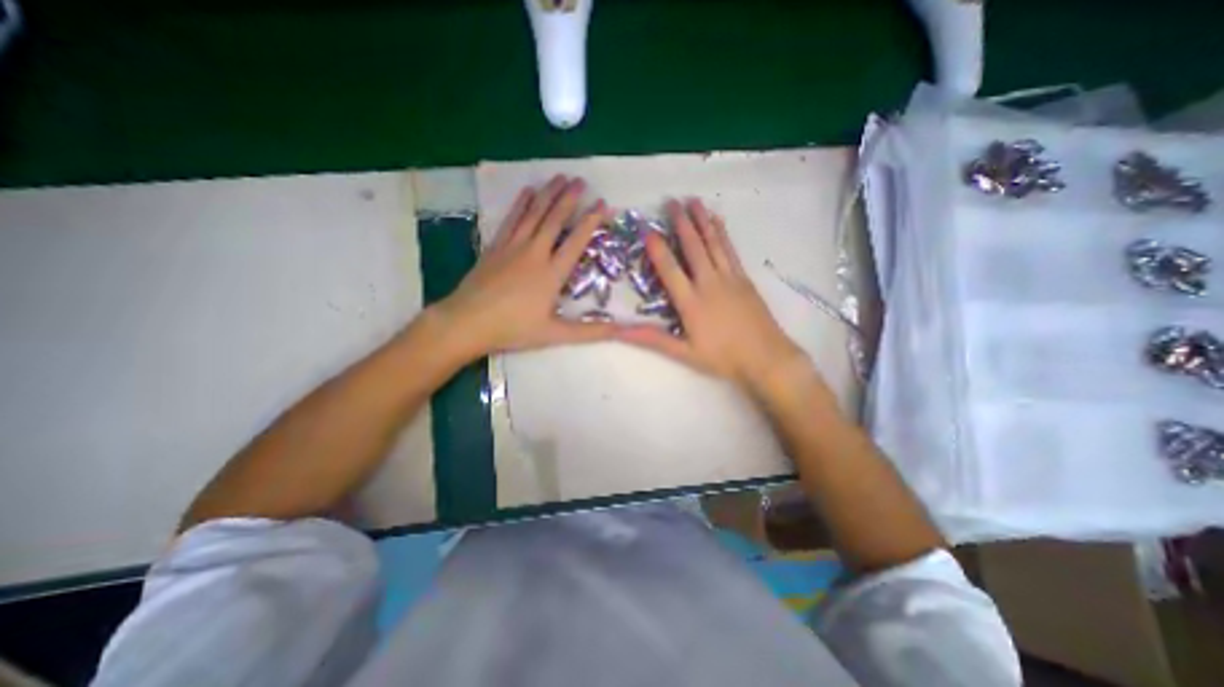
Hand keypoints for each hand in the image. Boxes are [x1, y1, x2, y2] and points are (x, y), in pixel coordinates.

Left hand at [434, 175, 617, 360]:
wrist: (468, 322)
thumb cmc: (514, 329)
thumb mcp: (556, 334)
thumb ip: (591, 332)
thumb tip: (624, 330)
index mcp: (552, 273)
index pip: (577, 241)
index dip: (591, 221)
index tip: (602, 204)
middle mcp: (535, 253)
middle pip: (554, 219)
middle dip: (569, 198)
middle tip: (581, 180)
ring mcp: (513, 247)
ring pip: (534, 214)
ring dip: (548, 193)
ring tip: (560, 177)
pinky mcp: (495, 246)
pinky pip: (511, 219)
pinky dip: (521, 204)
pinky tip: (527, 191)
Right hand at [618, 198, 809, 393]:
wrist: (766, 358)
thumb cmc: (722, 358)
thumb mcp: (684, 352)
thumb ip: (652, 339)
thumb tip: (619, 332)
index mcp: (691, 302)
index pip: (670, 269)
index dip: (657, 248)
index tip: (647, 229)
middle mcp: (709, 283)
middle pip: (694, 247)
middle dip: (681, 223)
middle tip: (671, 201)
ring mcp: (729, 278)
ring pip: (714, 243)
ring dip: (702, 220)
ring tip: (693, 201)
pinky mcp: (744, 279)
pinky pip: (730, 250)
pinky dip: (723, 233)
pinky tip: (718, 221)